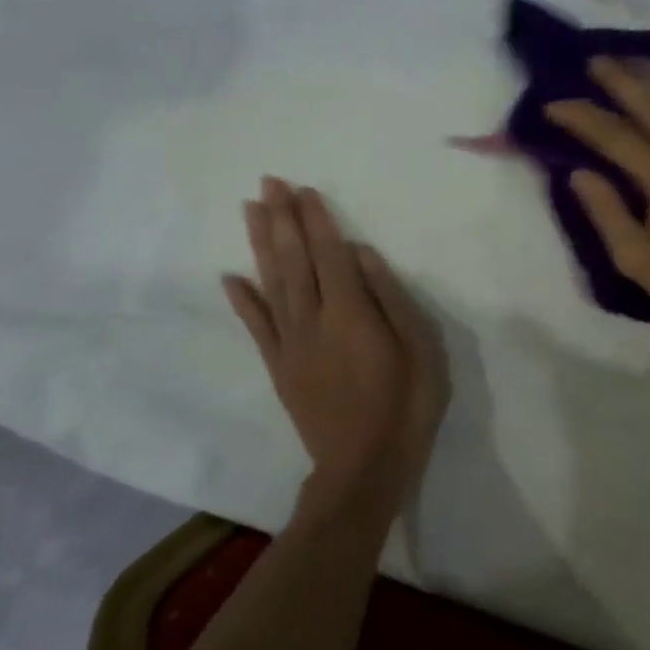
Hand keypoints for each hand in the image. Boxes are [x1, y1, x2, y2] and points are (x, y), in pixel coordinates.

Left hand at [223, 178, 448, 522]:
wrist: (364, 467)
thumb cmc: (405, 404)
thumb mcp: (419, 347)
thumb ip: (389, 297)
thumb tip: (361, 253)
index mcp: (350, 312)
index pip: (329, 253)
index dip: (316, 219)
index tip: (303, 189)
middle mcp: (313, 320)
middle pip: (294, 260)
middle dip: (282, 218)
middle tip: (269, 183)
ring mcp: (291, 345)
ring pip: (271, 284)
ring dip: (260, 244)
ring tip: (250, 210)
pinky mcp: (280, 368)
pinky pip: (257, 327)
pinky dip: (242, 300)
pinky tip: (230, 276)